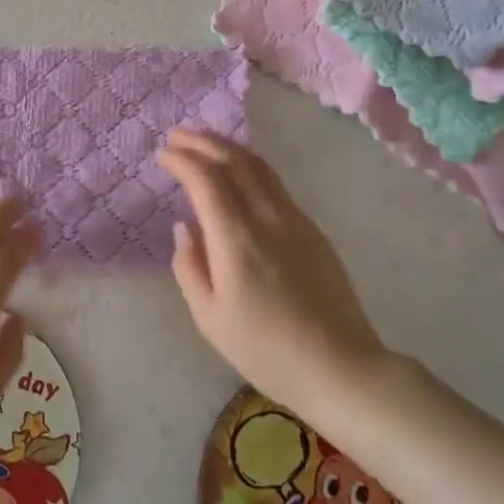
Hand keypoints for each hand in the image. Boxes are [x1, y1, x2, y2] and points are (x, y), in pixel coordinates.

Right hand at [157, 129, 386, 413]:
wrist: (340, 368)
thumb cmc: (265, 350)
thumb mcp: (209, 317)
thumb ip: (189, 266)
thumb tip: (185, 227)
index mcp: (236, 238)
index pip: (206, 179)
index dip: (182, 159)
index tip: (163, 153)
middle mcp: (267, 218)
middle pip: (235, 160)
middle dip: (203, 141)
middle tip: (178, 135)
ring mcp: (295, 221)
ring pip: (260, 166)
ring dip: (229, 148)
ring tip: (205, 144)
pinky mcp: (313, 231)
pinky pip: (275, 184)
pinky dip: (250, 167)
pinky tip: (239, 175)